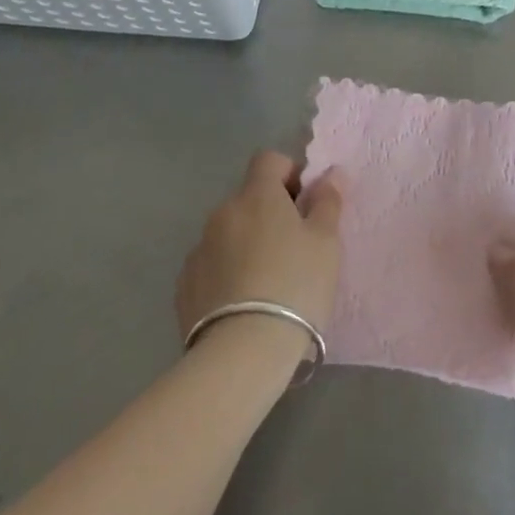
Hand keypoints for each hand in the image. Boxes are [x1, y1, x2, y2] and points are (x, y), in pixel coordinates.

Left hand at [176, 151, 344, 359]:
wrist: (242, 355)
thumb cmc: (295, 286)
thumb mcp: (326, 242)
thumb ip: (327, 201)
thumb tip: (331, 172)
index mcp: (257, 195)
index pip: (268, 160)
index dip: (288, 173)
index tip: (303, 203)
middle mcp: (223, 213)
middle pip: (248, 198)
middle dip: (268, 214)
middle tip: (292, 249)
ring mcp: (199, 250)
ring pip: (229, 233)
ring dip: (246, 244)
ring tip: (267, 284)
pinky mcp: (184, 288)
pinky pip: (210, 266)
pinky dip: (225, 274)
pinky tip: (242, 305)